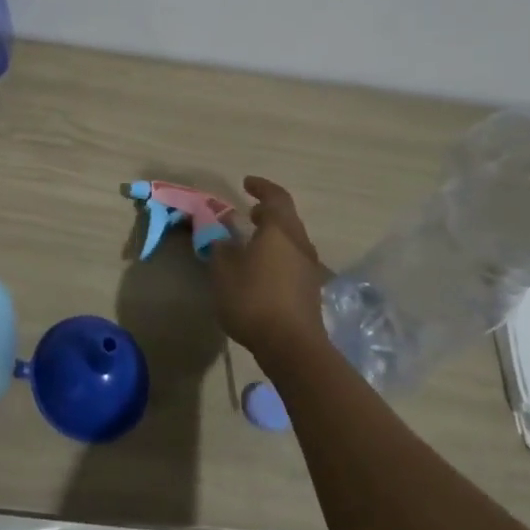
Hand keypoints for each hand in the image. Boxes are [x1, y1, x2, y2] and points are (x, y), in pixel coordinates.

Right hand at [208, 177, 331, 365]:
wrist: (292, 347)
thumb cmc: (253, 299)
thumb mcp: (223, 270)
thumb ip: (219, 247)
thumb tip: (220, 236)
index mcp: (280, 230)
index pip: (276, 197)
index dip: (261, 187)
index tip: (246, 183)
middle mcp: (300, 243)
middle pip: (287, 218)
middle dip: (269, 211)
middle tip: (250, 212)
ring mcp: (309, 268)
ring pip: (292, 240)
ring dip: (274, 234)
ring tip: (253, 241)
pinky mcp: (310, 290)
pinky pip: (293, 260)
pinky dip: (278, 254)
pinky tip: (262, 269)